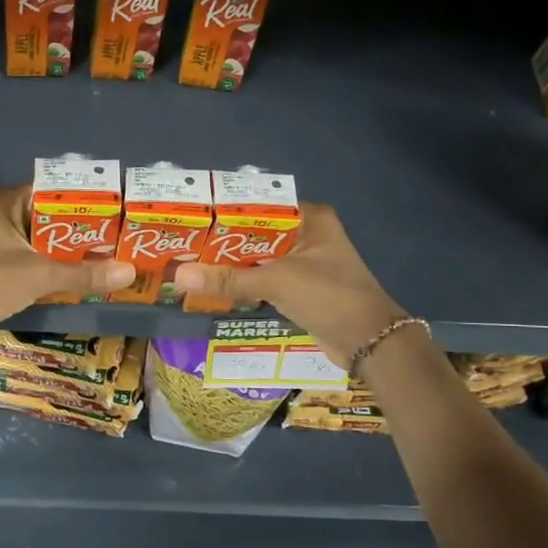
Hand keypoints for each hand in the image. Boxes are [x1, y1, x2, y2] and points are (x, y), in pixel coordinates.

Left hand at [0, 185, 134, 345]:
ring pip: (36, 241)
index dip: (83, 202)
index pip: (52, 191)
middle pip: (46, 217)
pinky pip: (25, 259)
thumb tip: (130, 272)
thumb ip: (83, 273)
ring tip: (102, 258)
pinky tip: (72, 279)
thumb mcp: (39, 276)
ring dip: (63, 252)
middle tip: (115, 240)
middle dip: (78, 231)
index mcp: (2, 201)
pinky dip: (46, 267)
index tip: (114, 213)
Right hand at [177, 203, 405, 364]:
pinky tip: (215, 287)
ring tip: (189, 263)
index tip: (192, 217)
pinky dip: (244, 284)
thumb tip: (178, 276)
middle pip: (256, 233)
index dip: (226, 211)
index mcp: (310, 218)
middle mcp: (308, 234)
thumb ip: (228, 279)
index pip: (259, 205)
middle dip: (223, 241)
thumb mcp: (276, 282)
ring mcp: (306, 262)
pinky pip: (265, 279)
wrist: (369, 341)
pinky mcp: (302, 288)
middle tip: (182, 243)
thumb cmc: (328, 297)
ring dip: (231, 264)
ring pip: (259, 258)